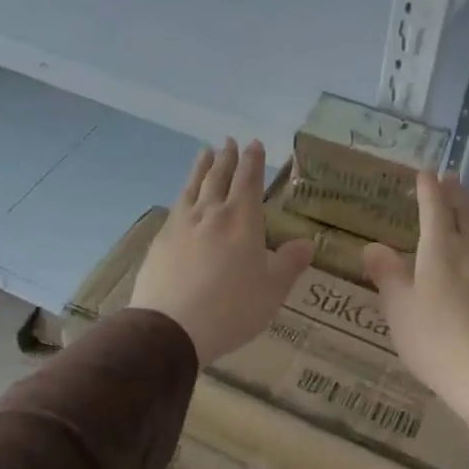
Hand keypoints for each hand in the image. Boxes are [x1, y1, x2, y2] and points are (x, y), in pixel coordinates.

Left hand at [130, 139, 314, 364]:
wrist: (171, 328)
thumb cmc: (232, 308)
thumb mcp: (272, 289)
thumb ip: (289, 263)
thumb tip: (307, 243)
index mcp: (241, 219)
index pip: (249, 180)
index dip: (253, 161)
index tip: (254, 144)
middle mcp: (210, 213)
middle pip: (218, 177)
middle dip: (226, 158)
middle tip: (229, 141)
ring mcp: (181, 225)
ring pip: (193, 187)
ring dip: (201, 168)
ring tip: (204, 153)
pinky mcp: (161, 241)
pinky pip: (176, 207)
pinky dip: (183, 194)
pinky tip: (182, 198)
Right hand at [363, 171, 468, 424]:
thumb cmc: (436, 340)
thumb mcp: (399, 309)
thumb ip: (387, 274)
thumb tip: (372, 246)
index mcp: (440, 251)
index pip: (435, 209)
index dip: (429, 189)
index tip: (425, 172)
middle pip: (465, 214)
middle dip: (455, 193)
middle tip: (450, 177)